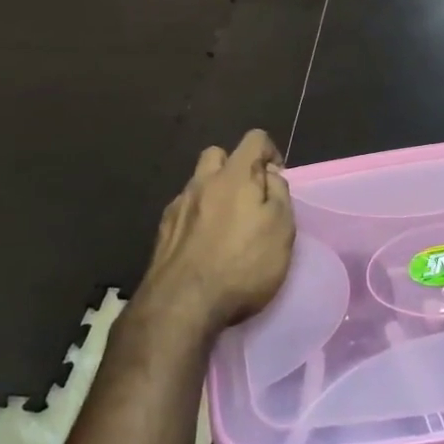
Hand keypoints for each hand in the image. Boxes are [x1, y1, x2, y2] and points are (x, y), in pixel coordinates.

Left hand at [136, 131, 294, 339]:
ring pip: (198, 184)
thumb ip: (278, 193)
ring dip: (214, 194)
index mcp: (234, 175)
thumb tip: (269, 174)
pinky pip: (184, 211)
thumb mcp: (281, 229)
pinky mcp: (163, 232)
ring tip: (228, 226)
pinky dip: (197, 218)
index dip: (270, 152)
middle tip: (250, 198)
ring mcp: (178, 206)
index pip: (254, 139)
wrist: (182, 304)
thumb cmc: (242, 264)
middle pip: (217, 155)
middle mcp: (201, 182)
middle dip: (235, 167)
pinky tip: (205, 245)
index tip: (277, 180)